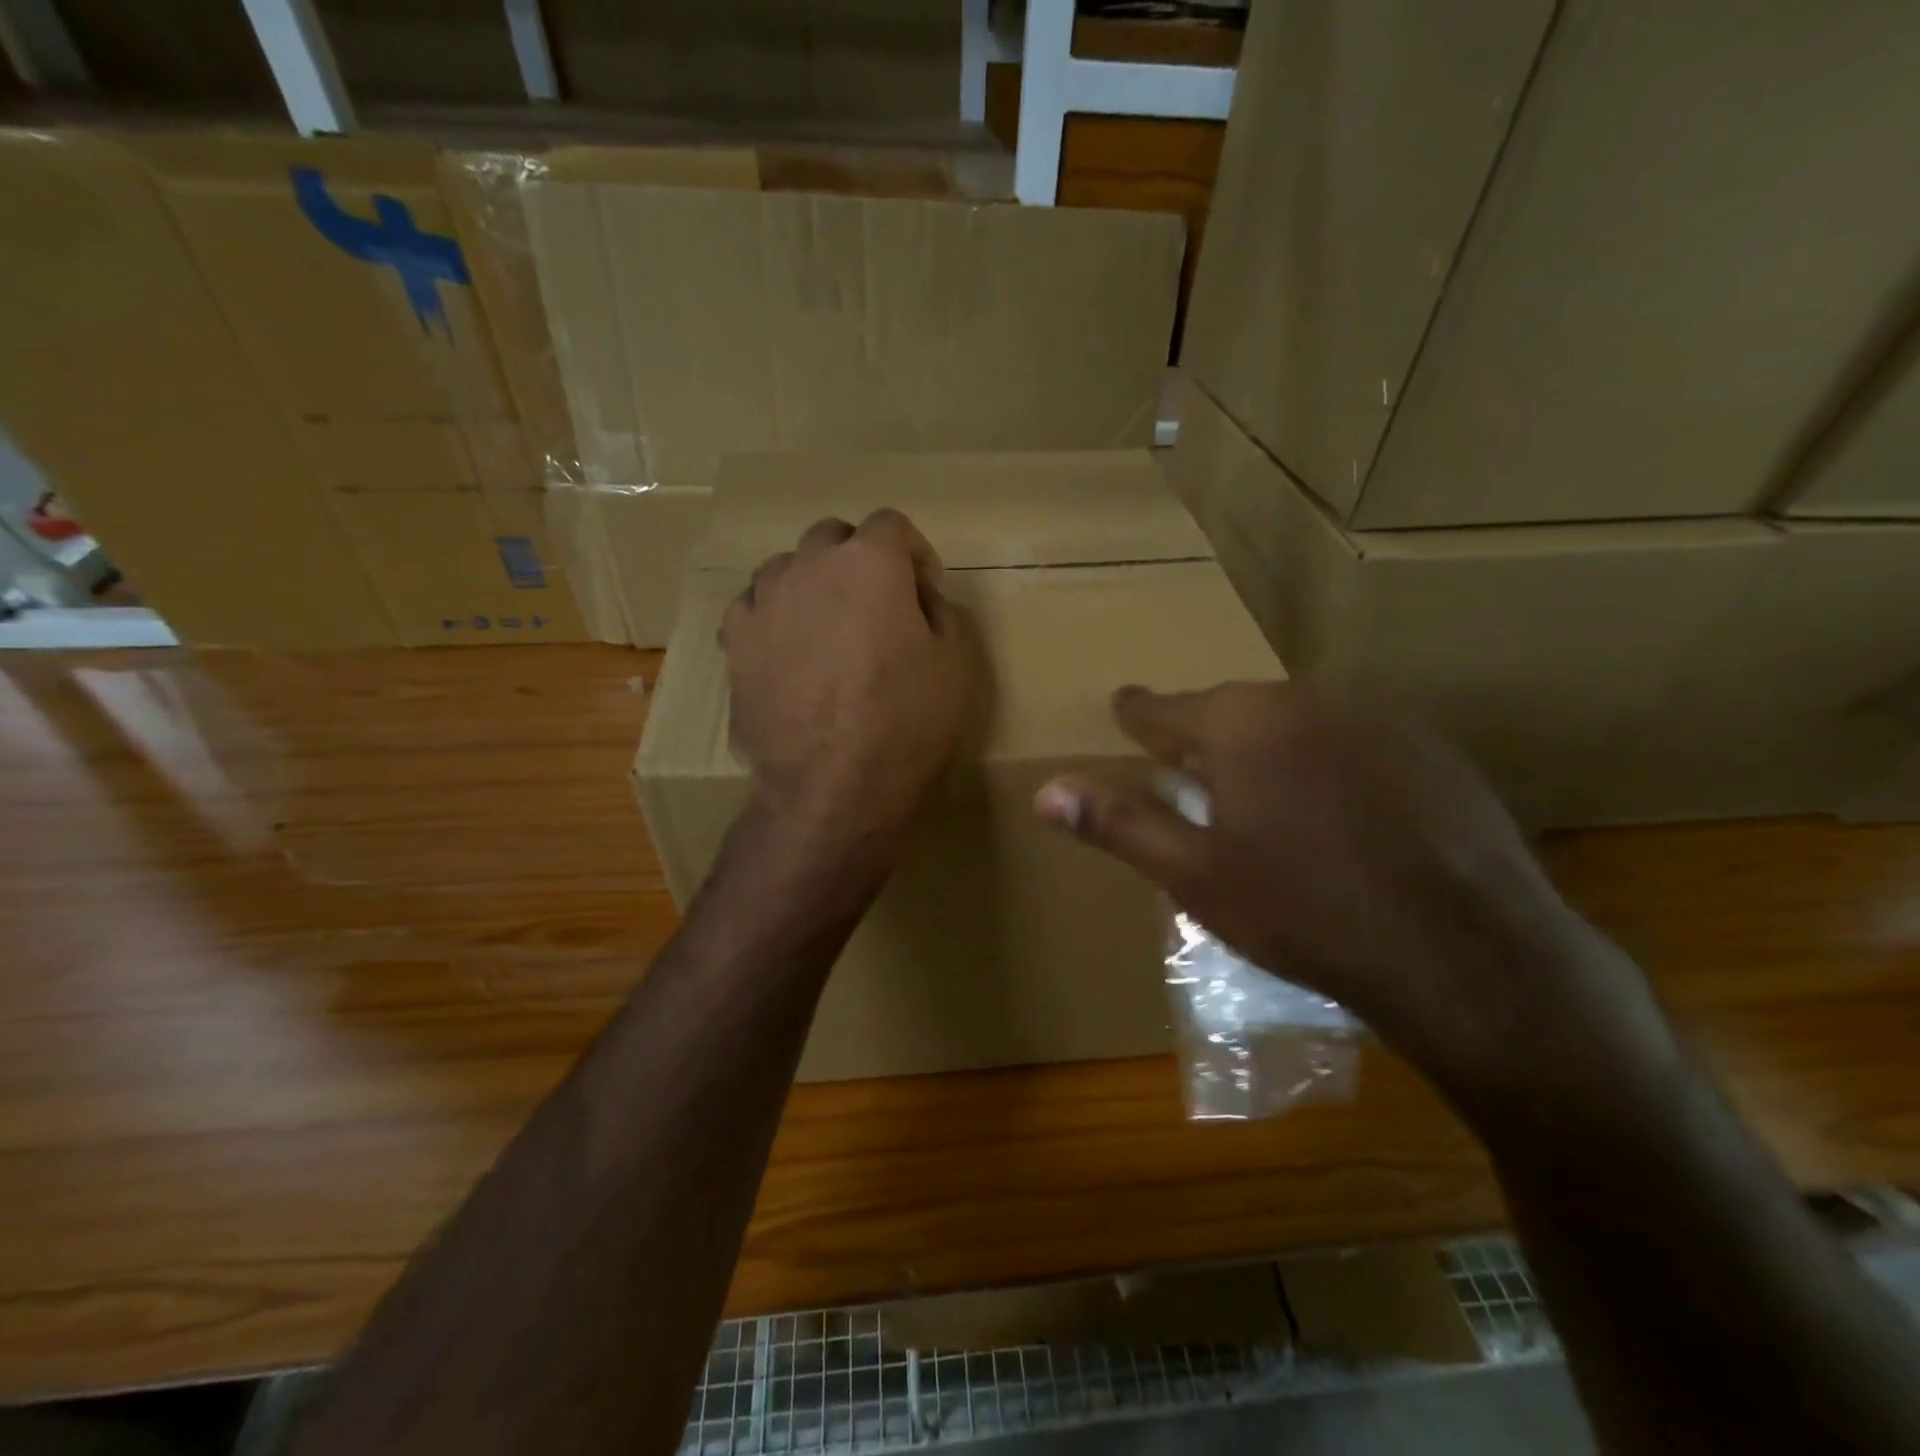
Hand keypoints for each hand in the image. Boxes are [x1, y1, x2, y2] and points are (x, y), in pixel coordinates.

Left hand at [722, 509, 976, 859]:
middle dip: (859, 562)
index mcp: (870, 562)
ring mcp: (765, 600)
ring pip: (788, 568)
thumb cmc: (907, 723)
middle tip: (876, 609)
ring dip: (813, 585)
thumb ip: (938, 611)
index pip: (892, 524)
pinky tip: (789, 653)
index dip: (914, 555)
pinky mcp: (735, 640)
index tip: (923, 593)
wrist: (834, 787)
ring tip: (827, 631)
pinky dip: (775, 617)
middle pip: (834, 537)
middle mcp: (810, 565)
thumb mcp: (956, 663)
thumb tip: (915, 600)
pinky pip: (754, 606)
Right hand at [1034, 682, 1680, 1114]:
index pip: (1164, 709)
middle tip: (1193, 775)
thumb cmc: (1304, 912)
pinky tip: (1340, 813)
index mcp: (1238, 723)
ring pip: (1294, 720)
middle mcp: (1303, 697)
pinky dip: (1328, 761)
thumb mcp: (1195, 875)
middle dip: (1207, 739)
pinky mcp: (1428, 742)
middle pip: (1233, 711)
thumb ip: (1119, 824)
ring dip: (1270, 748)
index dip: (1138, 715)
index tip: (1123, 707)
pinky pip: (1351, 738)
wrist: (1464, 952)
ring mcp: (1375, 714)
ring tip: (1266, 797)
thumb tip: (1046, 792)